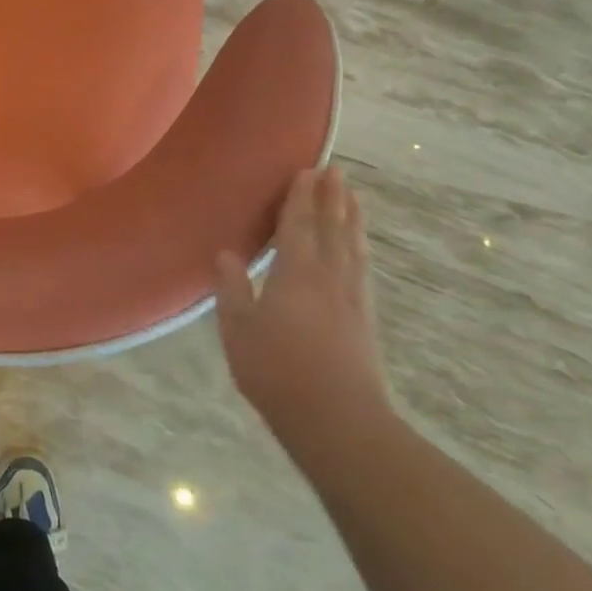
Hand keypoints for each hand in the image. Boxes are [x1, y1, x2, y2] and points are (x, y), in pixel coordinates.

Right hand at [215, 166, 387, 460]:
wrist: (338, 421)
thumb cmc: (278, 372)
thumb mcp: (239, 330)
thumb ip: (232, 290)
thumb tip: (226, 255)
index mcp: (296, 273)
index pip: (299, 225)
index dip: (301, 197)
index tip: (306, 170)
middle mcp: (329, 277)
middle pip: (332, 228)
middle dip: (331, 197)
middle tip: (334, 170)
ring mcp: (352, 298)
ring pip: (352, 246)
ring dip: (351, 217)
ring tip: (352, 196)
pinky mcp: (365, 319)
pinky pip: (362, 267)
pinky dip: (360, 247)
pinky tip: (358, 247)